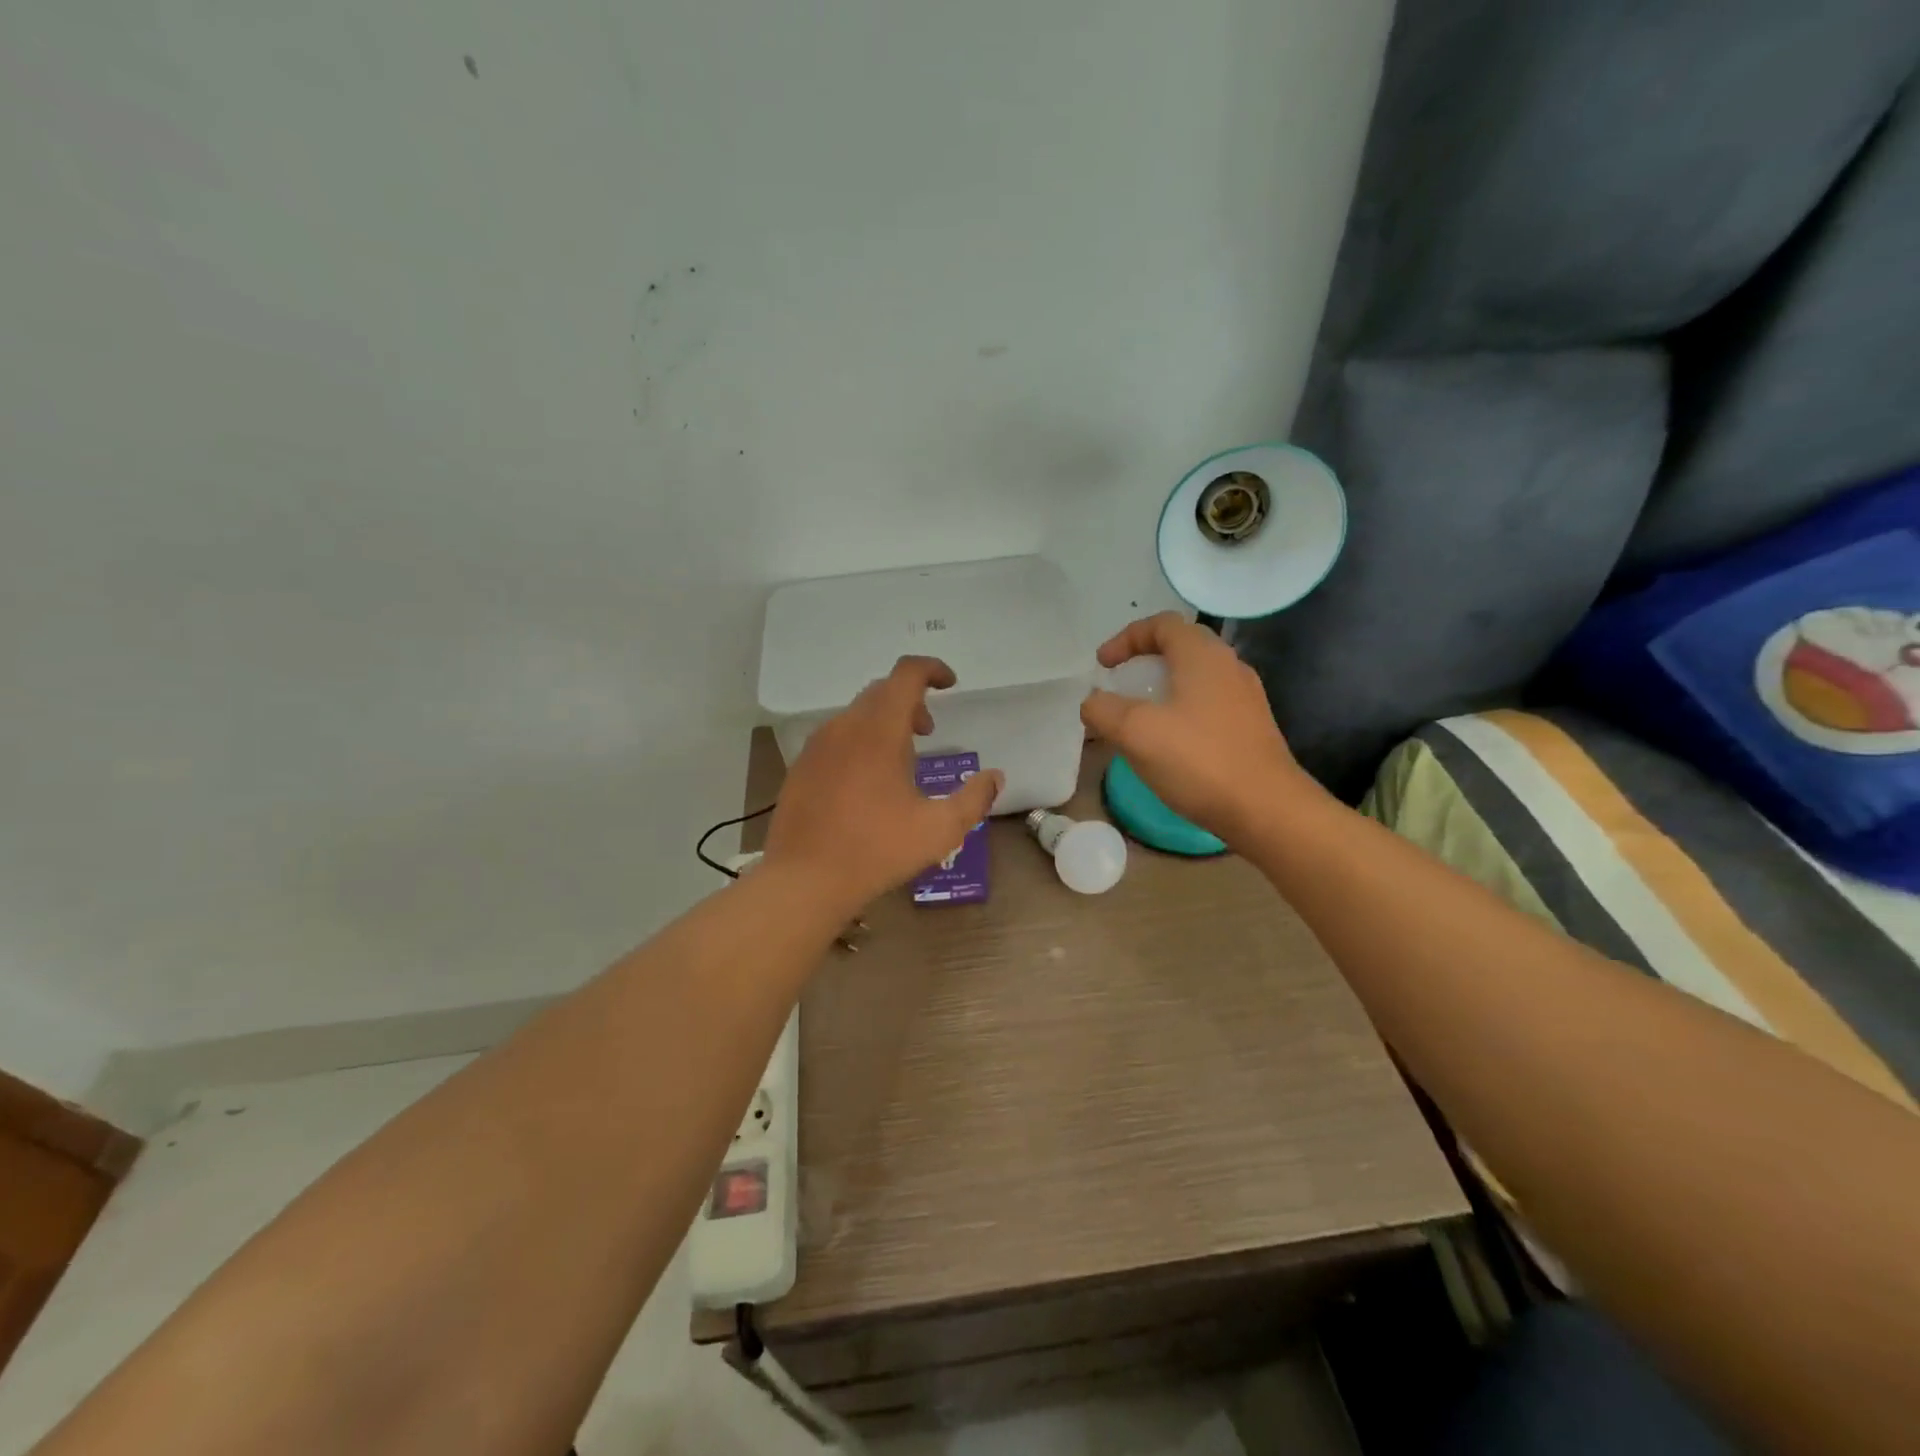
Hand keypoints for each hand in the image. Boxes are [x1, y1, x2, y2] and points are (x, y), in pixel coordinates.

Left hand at [764, 656, 1004, 914]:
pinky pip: (837, 736)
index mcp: (879, 730)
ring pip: (857, 713)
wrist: (804, 880)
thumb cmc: (877, 850)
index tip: (951, 684)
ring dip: (885, 722)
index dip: (932, 669)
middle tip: (929, 731)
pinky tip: (867, 782)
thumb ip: (974, 799)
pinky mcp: (802, 766)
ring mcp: (818, 745)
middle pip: (881, 691)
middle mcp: (845, 726)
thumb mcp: (940, 829)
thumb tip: (994, 777)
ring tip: (902, 761)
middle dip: (911, 701)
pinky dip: (860, 740)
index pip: (906, 673)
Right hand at [1080, 613, 1316, 847]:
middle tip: (1120, 684)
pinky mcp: (1251, 728)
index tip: (1102, 665)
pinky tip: (1169, 743)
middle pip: (1181, 647)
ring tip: (1139, 716)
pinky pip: (1208, 704)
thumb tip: (1093, 702)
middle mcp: (1229, 666)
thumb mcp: (1135, 732)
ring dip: (1163, 688)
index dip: (1126, 638)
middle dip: (1144, 660)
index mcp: (1202, 656)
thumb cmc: (1198, 761)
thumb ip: (1103, 710)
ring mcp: (1245, 698)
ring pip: (1196, 677)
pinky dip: (1181, 710)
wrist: (1266, 809)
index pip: (1162, 624)